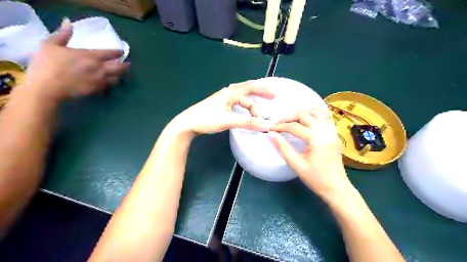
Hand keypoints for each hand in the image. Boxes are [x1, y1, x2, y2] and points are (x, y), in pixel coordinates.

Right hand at [24, 19, 130, 101]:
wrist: (48, 88)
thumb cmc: (47, 64)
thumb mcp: (51, 45)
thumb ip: (62, 34)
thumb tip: (68, 23)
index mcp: (91, 56)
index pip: (110, 53)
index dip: (118, 52)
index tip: (122, 52)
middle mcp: (100, 68)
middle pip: (119, 68)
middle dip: (125, 66)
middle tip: (128, 65)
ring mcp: (100, 81)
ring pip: (116, 78)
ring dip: (120, 76)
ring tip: (121, 74)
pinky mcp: (98, 90)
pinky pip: (109, 87)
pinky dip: (111, 84)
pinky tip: (110, 83)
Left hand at [168, 81, 274, 135]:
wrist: (187, 124)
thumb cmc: (207, 119)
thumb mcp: (228, 120)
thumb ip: (247, 122)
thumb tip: (265, 125)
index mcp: (229, 93)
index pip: (250, 88)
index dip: (263, 91)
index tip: (274, 96)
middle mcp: (226, 93)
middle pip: (245, 92)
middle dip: (257, 97)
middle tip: (266, 104)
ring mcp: (221, 99)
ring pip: (240, 98)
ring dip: (250, 104)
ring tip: (257, 111)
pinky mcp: (218, 106)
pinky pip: (235, 103)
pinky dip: (243, 107)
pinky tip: (244, 112)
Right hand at [271, 109, 349, 199]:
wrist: (336, 187)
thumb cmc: (316, 178)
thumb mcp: (296, 164)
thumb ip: (283, 148)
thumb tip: (272, 134)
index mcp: (316, 139)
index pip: (294, 126)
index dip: (280, 126)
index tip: (271, 129)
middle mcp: (325, 131)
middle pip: (305, 115)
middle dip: (289, 117)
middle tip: (279, 123)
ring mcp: (332, 131)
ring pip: (316, 112)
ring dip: (302, 113)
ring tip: (291, 120)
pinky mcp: (335, 134)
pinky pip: (325, 117)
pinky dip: (315, 114)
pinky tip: (307, 119)